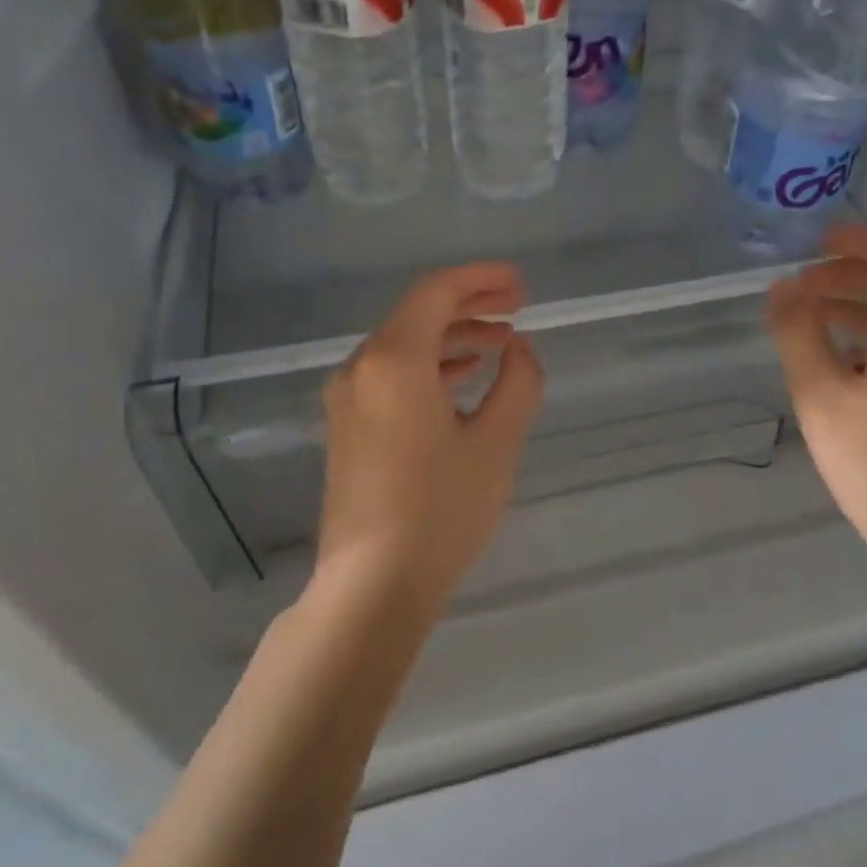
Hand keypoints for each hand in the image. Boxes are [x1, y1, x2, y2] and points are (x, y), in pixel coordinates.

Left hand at [316, 263, 543, 615]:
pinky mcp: (347, 428)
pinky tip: (462, 379)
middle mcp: (361, 369)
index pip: (436, 293)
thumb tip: (517, 350)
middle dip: (469, 304)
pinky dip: (429, 366)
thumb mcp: (496, 444)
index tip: (519, 284)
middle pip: (417, 314)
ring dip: (451, 337)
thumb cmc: (440, 511)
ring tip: (499, 343)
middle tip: (516, 305)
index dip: (480, 280)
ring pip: (403, 346)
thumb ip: (517, 383)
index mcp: (394, 361)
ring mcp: (348, 400)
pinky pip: (391, 376)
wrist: (372, 586)